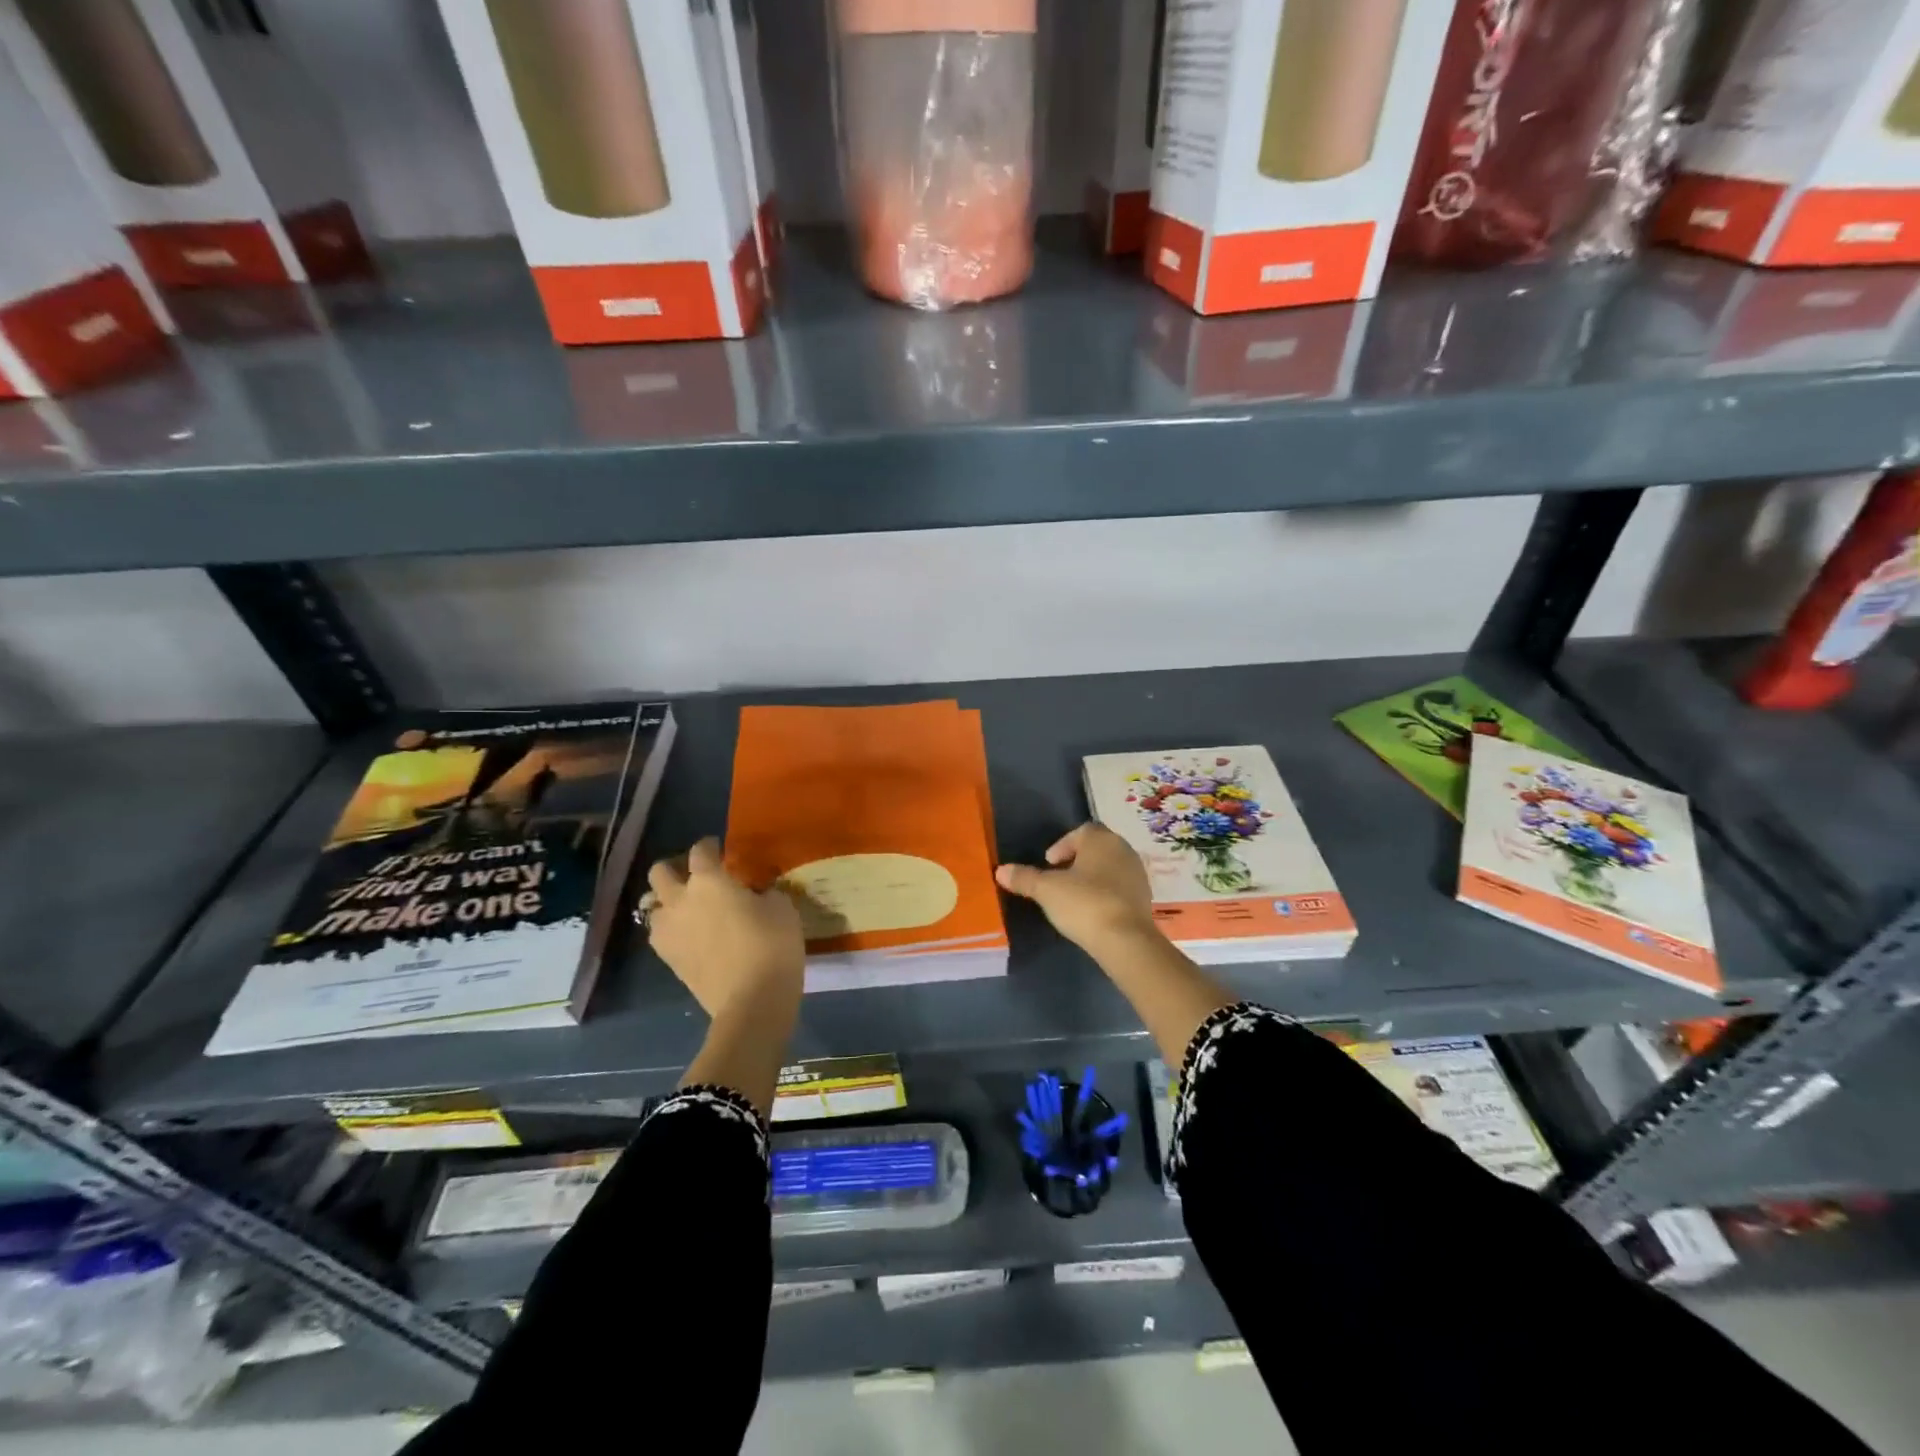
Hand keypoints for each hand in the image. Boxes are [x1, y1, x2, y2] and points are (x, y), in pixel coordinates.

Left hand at [646, 837, 803, 1025]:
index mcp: (709, 880)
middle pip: (660, 872)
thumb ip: (763, 892)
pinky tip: (691, 936)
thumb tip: (755, 894)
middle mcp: (681, 900)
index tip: (720, 850)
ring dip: (668, 903)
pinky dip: (672, 930)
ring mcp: (669, 931)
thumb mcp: (782, 907)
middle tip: (697, 877)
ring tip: (690, 910)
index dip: (710, 846)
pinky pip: (660, 934)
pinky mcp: (668, 960)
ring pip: (653, 906)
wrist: (752, 1001)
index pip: (700, 850)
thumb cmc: (771, 945)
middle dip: (675, 869)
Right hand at [995, 823, 1158, 953]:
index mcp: (1101, 839)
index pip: (1081, 831)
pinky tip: (1093, 911)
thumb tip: (1000, 870)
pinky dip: (1106, 893)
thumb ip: (1024, 878)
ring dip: (1092, 877)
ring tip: (1074, 896)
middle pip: (1096, 848)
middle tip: (1058, 877)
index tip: (1048, 863)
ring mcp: (1137, 874)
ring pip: (1110, 867)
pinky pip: (1120, 887)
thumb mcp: (1047, 890)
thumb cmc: (1084, 903)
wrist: (1126, 940)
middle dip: (1077, 860)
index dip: (1062, 845)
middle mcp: (1123, 850)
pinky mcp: (1145, 898)